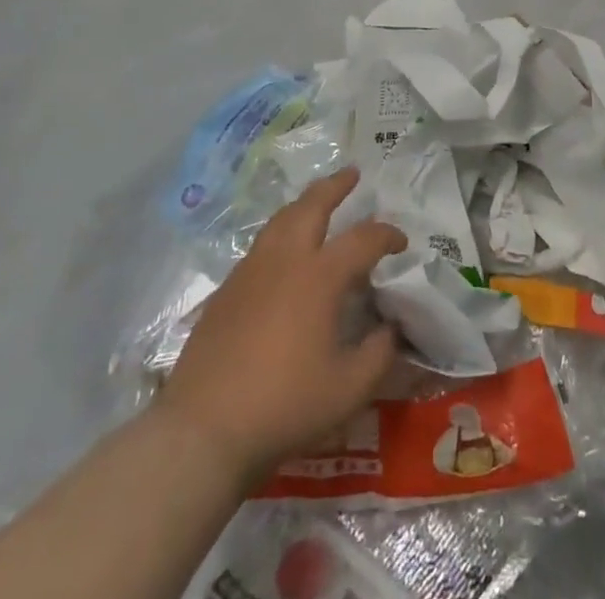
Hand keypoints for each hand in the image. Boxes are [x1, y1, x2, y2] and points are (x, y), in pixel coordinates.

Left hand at [156, 168, 405, 484]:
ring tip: (316, 202)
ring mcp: (250, 272)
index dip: (386, 235)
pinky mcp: (225, 291)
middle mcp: (285, 260)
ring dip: (304, 204)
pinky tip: (283, 254)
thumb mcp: (349, 389)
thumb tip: (389, 329)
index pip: (363, 239)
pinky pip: (260, 246)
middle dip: (335, 186)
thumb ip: (378, 354)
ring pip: (280, 220)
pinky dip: (280, 234)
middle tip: (352, 173)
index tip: (401, 243)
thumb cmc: (284, 405)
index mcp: (319, 276)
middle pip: (312, 206)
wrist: (203, 430)